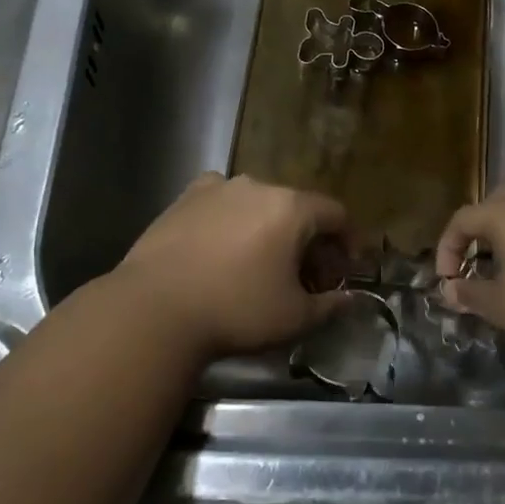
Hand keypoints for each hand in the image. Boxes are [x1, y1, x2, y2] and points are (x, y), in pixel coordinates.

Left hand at [113, 173, 350, 358]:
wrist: (154, 309)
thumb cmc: (236, 310)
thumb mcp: (295, 317)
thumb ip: (330, 305)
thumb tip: (350, 299)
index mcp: (291, 208)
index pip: (336, 214)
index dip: (348, 241)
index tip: (346, 270)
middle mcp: (257, 186)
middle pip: (297, 208)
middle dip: (309, 240)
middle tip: (306, 276)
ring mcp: (216, 188)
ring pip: (258, 204)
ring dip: (270, 229)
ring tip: (263, 263)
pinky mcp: (183, 199)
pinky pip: (221, 203)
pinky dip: (232, 220)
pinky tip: (223, 247)